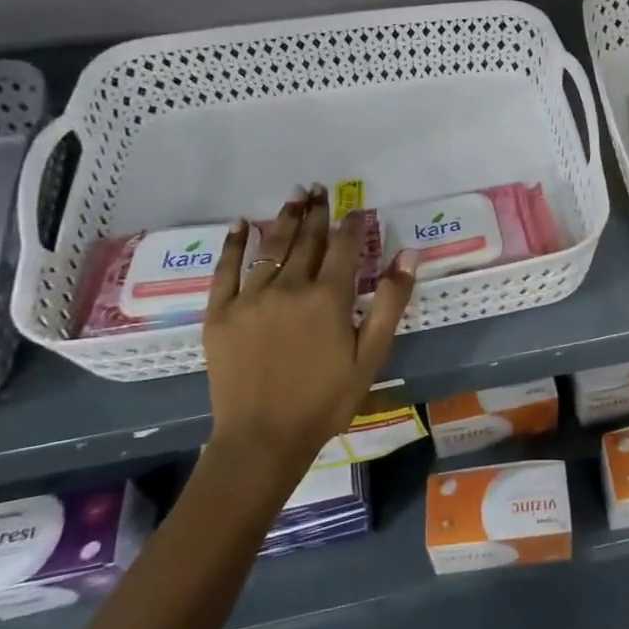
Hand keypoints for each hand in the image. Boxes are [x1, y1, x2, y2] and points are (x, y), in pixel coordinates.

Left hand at [201, 186, 416, 467]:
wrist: (262, 440)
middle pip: (306, 240)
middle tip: (319, 188)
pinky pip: (226, 269)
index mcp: (328, 297)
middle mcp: (289, 287)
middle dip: (316, 212)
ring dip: (284, 218)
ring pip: (271, 247)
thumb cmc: (326, 400)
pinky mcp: (220, 313)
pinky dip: (234, 244)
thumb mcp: (370, 355)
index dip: (351, 224)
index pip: (343, 247)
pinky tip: (241, 224)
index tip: (356, 207)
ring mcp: (251, 297)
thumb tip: (408, 254)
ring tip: (294, 195)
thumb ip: (389, 302)